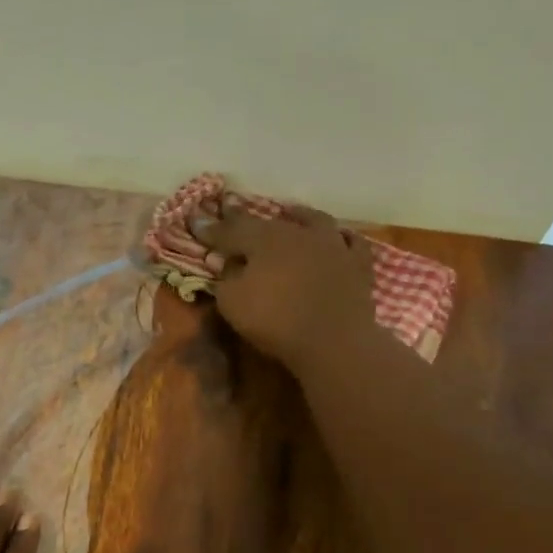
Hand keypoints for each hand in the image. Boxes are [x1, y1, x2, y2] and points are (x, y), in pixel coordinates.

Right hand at [193, 201, 377, 369]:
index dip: (210, 228)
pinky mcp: (357, 264)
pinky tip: (337, 237)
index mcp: (263, 239)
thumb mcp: (232, 302)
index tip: (195, 221)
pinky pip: (350, 242)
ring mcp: (331, 245)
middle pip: (268, 222)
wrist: (334, 340)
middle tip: (233, 214)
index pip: (229, 230)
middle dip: (247, 219)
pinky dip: (340, 238)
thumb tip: (225, 262)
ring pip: (313, 221)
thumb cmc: (275, 320)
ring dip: (298, 216)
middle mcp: (297, 232)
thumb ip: (225, 277)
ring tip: (289, 212)